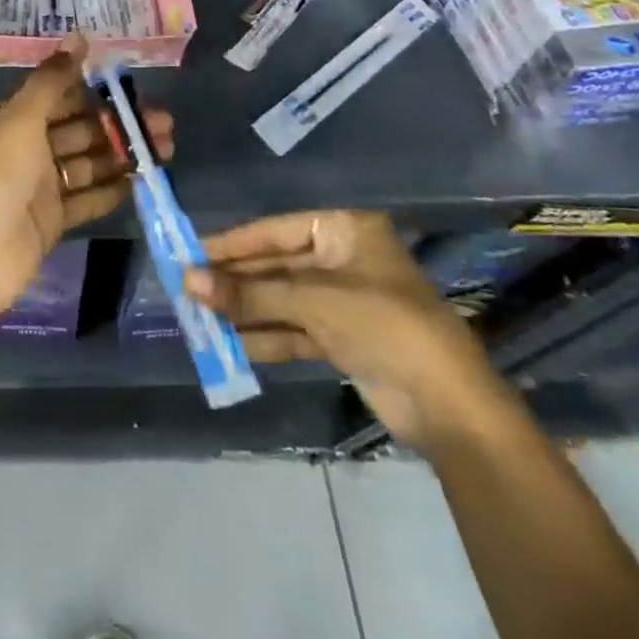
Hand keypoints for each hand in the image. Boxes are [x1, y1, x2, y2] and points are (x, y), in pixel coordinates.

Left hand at [0, 34, 172, 316]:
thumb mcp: (20, 119)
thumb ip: (52, 80)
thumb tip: (79, 36)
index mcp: (9, 118)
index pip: (58, 96)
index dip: (95, 90)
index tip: (134, 87)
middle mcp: (24, 147)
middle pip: (79, 128)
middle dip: (119, 123)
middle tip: (165, 121)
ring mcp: (39, 185)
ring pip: (88, 162)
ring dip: (123, 154)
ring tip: (166, 148)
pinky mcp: (52, 219)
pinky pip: (87, 198)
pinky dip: (112, 190)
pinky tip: (142, 181)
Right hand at [186, 210, 506, 451]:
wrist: (450, 408)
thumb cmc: (384, 326)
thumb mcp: (313, 302)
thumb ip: (249, 293)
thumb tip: (187, 281)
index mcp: (344, 231)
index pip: (274, 230)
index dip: (231, 244)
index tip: (189, 253)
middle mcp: (342, 259)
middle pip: (275, 266)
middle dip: (235, 282)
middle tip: (187, 289)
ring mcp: (343, 301)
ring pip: (281, 299)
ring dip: (244, 311)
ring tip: (199, 318)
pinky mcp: (343, 338)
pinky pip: (293, 329)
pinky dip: (264, 336)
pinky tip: (229, 344)